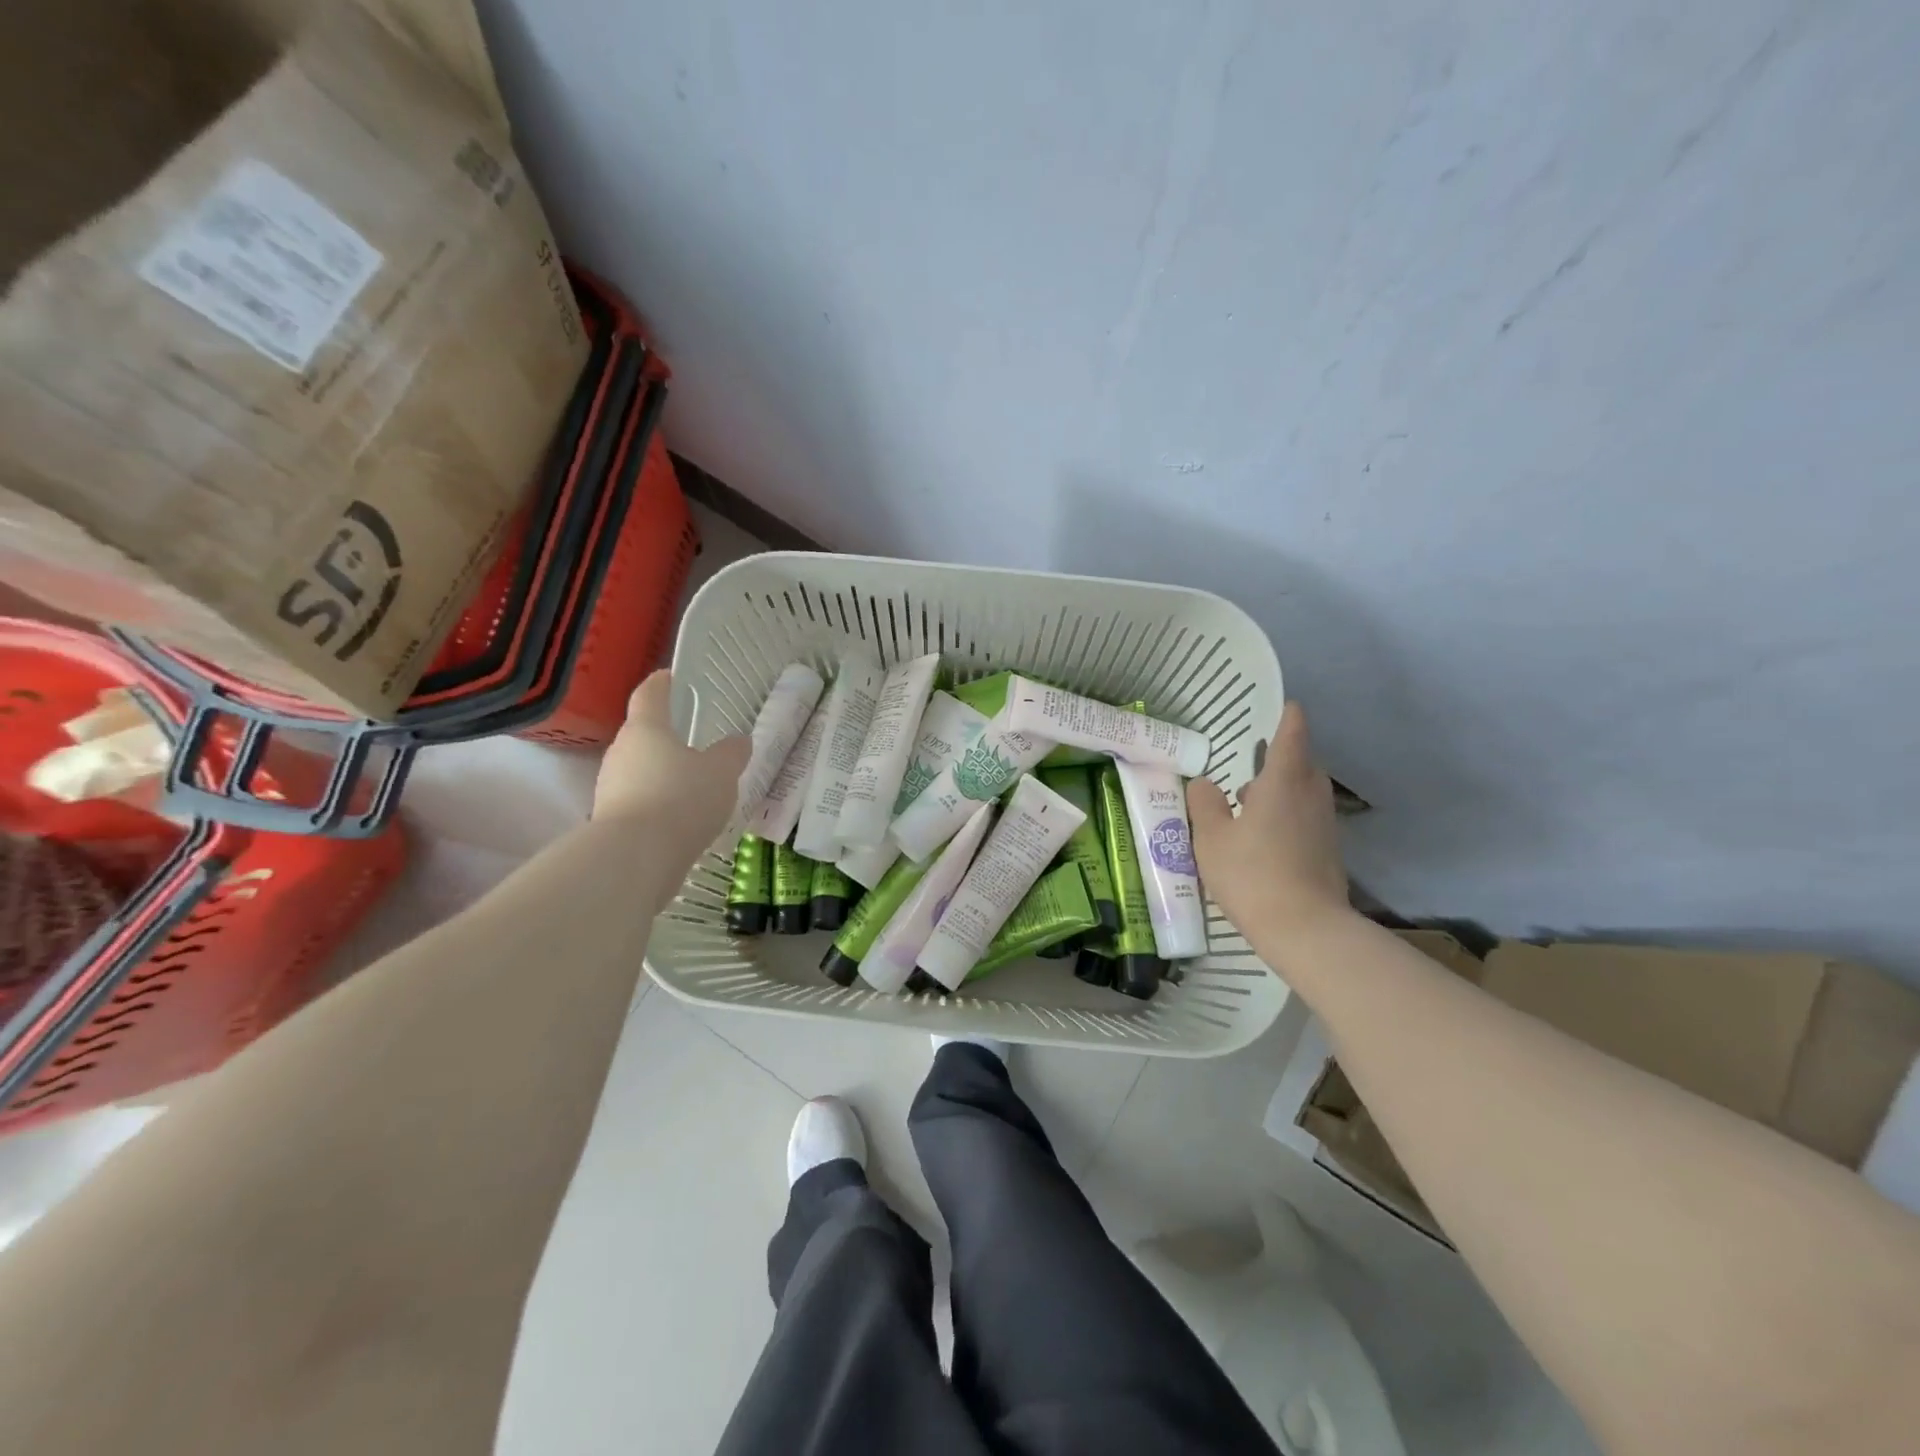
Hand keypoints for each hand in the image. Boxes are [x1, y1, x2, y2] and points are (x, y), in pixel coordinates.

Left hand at [593, 671, 749, 837]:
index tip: (671, 676)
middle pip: (643, 735)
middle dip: (666, 737)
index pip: (650, 695)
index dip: (661, 683)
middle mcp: (621, 752)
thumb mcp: (721, 773)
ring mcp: (610, 787)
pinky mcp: (611, 820)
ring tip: (693, 786)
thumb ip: (732, 754)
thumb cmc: (680, 799)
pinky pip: (639, 801)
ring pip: (640, 770)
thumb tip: (738, 740)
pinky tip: (680, 818)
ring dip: (662, 774)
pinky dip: (658, 803)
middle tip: (694, 741)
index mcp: (646, 729)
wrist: (634, 858)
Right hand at [1188, 702, 1349, 942]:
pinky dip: (1288, 816)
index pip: (1292, 733)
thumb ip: (1204, 804)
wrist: (1305, 929)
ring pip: (1305, 791)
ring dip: (1281, 789)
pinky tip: (1263, 839)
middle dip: (1281, 757)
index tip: (1284, 705)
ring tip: (1249, 805)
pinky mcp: (1328, 850)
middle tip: (1250, 764)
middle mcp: (1311, 794)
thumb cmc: (1252, 873)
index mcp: (1283, 780)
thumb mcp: (1211, 837)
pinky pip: (1307, 818)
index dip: (1287, 716)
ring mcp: (1324, 823)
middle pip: (1302, 761)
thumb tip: (1204, 784)